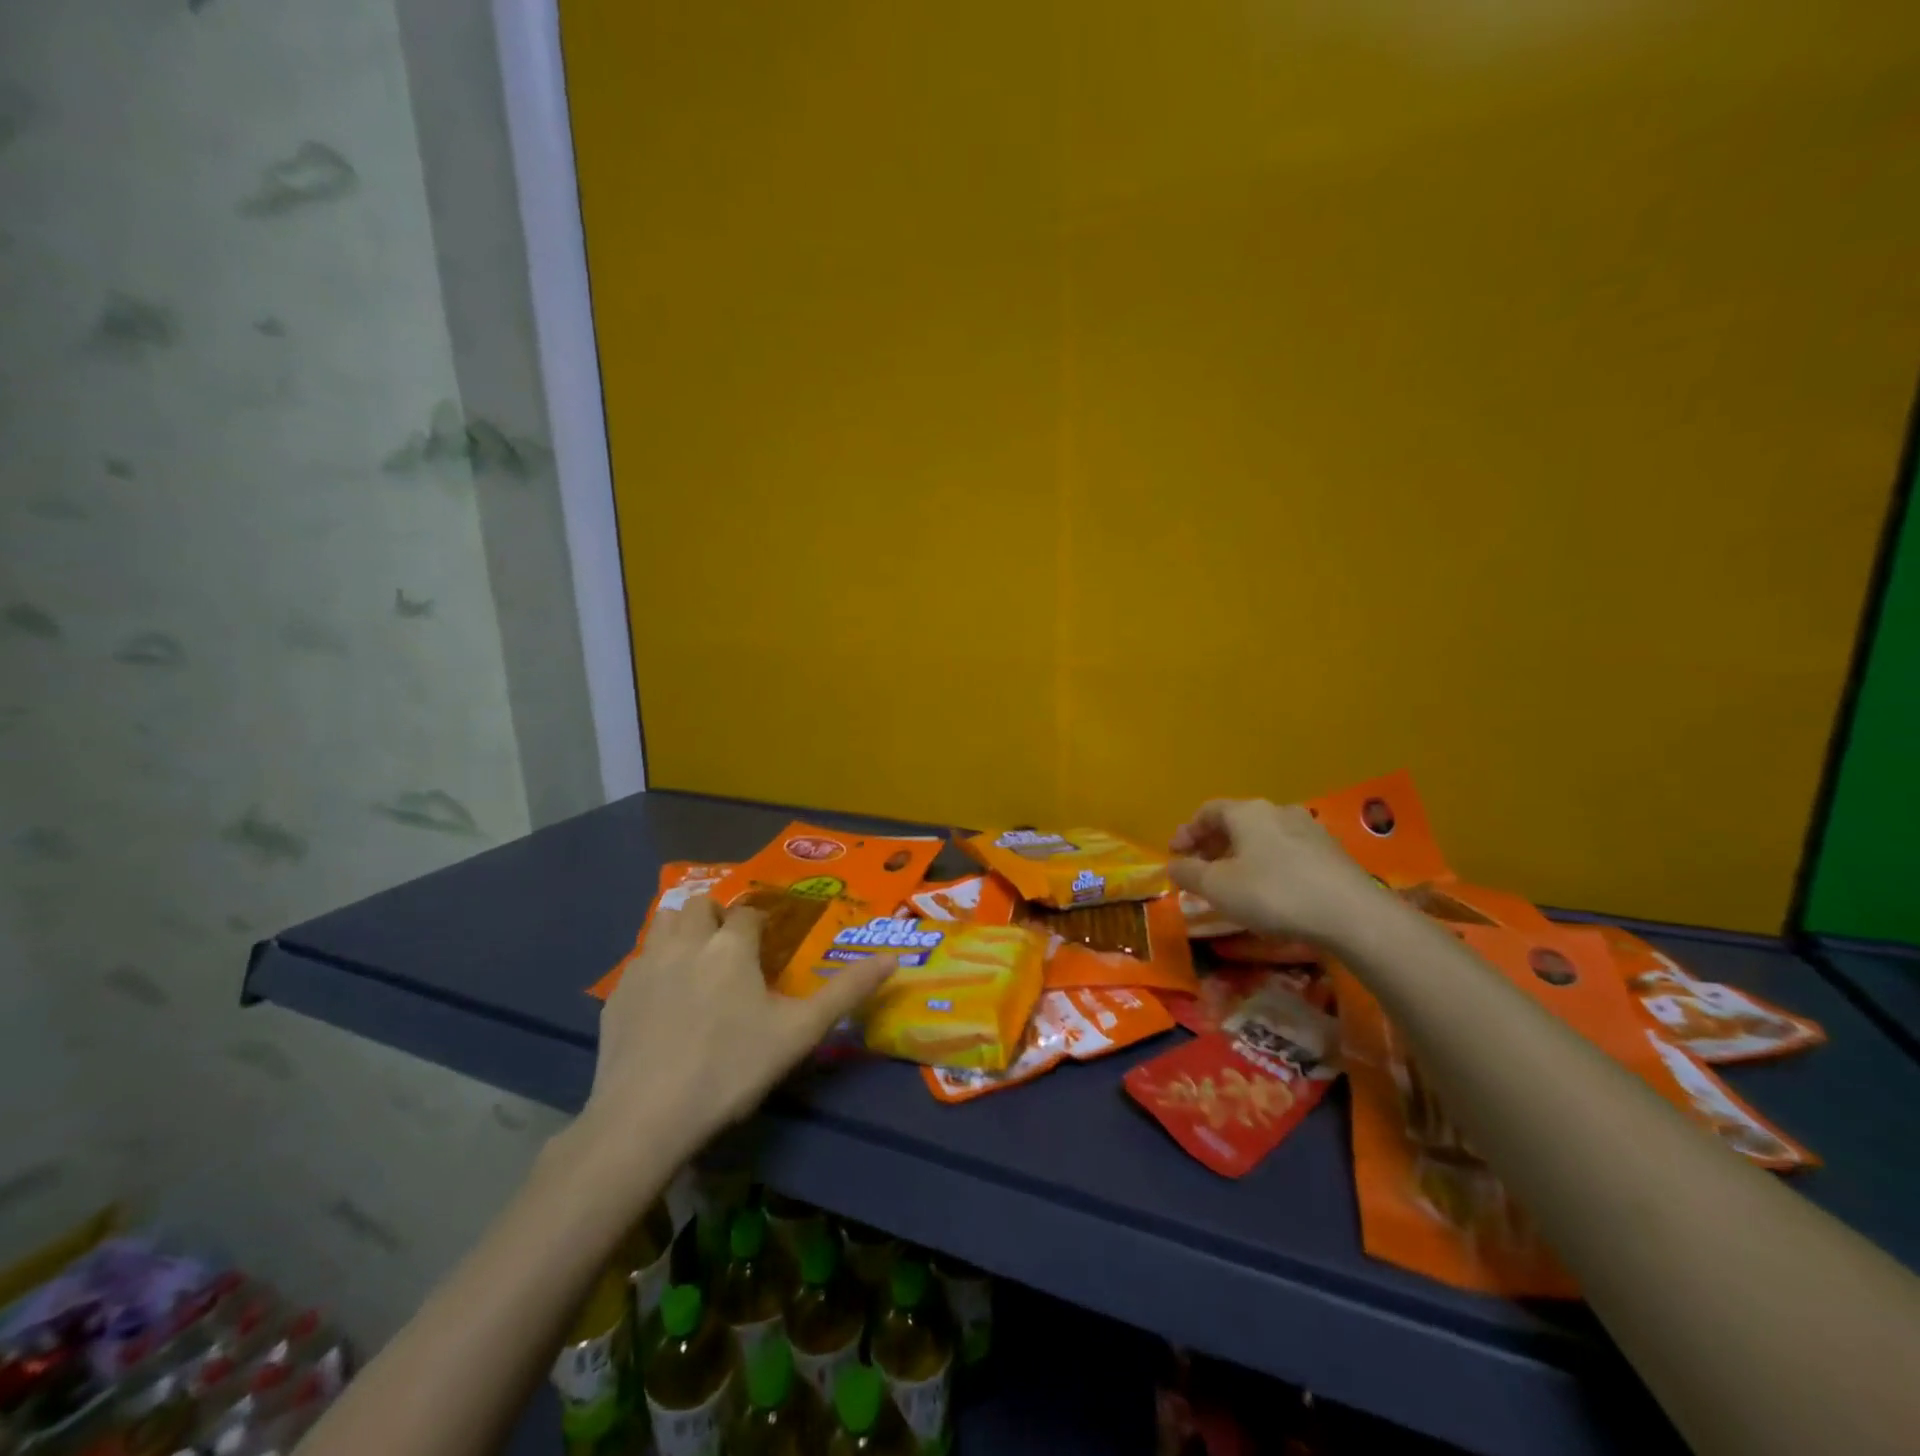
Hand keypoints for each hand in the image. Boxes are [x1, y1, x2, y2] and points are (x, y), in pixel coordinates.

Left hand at [577, 897, 895, 1182]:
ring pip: (664, 921)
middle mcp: (687, 942)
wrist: (645, 1119)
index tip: (770, 949)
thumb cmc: (731, 1069)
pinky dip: (655, 965)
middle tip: (732, 953)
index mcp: (731, 945)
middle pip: (702, 905)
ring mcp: (645, 966)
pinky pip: (639, 961)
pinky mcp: (616, 996)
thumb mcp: (799, 1032)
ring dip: (684, 929)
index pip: (751, 914)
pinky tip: (663, 1001)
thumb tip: (895, 959)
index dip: (763, 926)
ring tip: (697, 963)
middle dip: (719, 917)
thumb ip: (847, 992)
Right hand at [1168, 799, 1389, 947]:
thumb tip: (1174, 865)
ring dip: (1240, 855)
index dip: (1187, 832)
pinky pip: (1286, 851)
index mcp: (1247, 812)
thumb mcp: (1218, 888)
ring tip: (1233, 882)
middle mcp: (1277, 810)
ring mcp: (1308, 829)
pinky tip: (1269, 889)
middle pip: (1235, 822)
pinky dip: (1267, 864)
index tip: (1175, 855)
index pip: (1207, 811)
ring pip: (1262, 836)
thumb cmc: (1273, 893)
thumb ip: (1189, 873)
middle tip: (1200, 870)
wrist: (1352, 914)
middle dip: (1212, 844)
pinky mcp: (1330, 852)